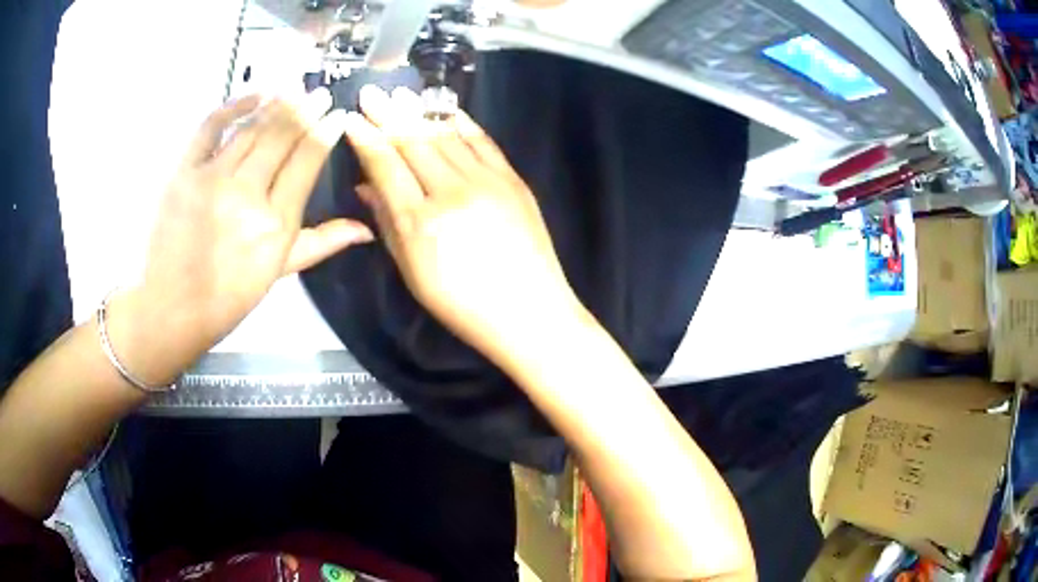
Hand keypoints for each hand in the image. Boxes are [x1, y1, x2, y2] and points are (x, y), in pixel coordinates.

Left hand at [111, 89, 371, 384]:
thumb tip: (367, 229)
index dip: (325, 132)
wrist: (172, 308)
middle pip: (282, 136)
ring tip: (295, 87)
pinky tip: (255, 94)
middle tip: (320, 92)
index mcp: (275, 223)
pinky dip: (233, 106)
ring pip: (253, 128)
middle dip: (306, 109)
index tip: (337, 114)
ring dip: (278, 103)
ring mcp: (213, 179)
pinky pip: (211, 128)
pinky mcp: (185, 172)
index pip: (307, 161)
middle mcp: (247, 193)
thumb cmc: (228, 297)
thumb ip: (322, 244)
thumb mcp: (278, 273)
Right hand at [344, 85, 584, 364]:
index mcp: (420, 222)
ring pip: (445, 136)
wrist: (529, 311)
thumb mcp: (412, 272)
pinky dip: (462, 123)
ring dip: (420, 112)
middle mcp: (451, 193)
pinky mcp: (513, 180)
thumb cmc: (463, 305)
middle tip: (371, 92)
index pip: (386, 165)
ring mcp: (487, 182)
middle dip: (388, 114)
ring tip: (401, 94)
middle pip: (413, 142)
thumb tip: (366, 187)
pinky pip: (482, 142)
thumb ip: (387, 224)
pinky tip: (446, 110)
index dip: (366, 138)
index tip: (352, 119)